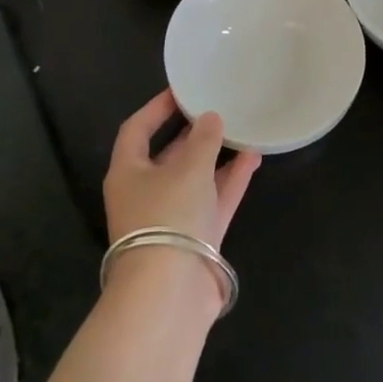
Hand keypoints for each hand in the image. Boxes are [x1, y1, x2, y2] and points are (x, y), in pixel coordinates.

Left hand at [104, 89, 261, 248]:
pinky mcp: (197, 237)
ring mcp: (173, 217)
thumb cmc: (168, 216)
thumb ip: (203, 140)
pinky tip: (254, 157)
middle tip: (218, 108)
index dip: (156, 108)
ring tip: (243, 129)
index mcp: (128, 173)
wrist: (171, 291)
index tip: (181, 90)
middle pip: (169, 155)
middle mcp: (146, 193)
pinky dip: (231, 179)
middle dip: (193, 133)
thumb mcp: (188, 169)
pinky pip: (215, 199)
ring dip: (218, 156)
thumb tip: (210, 118)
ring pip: (196, 178)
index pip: (136, 130)